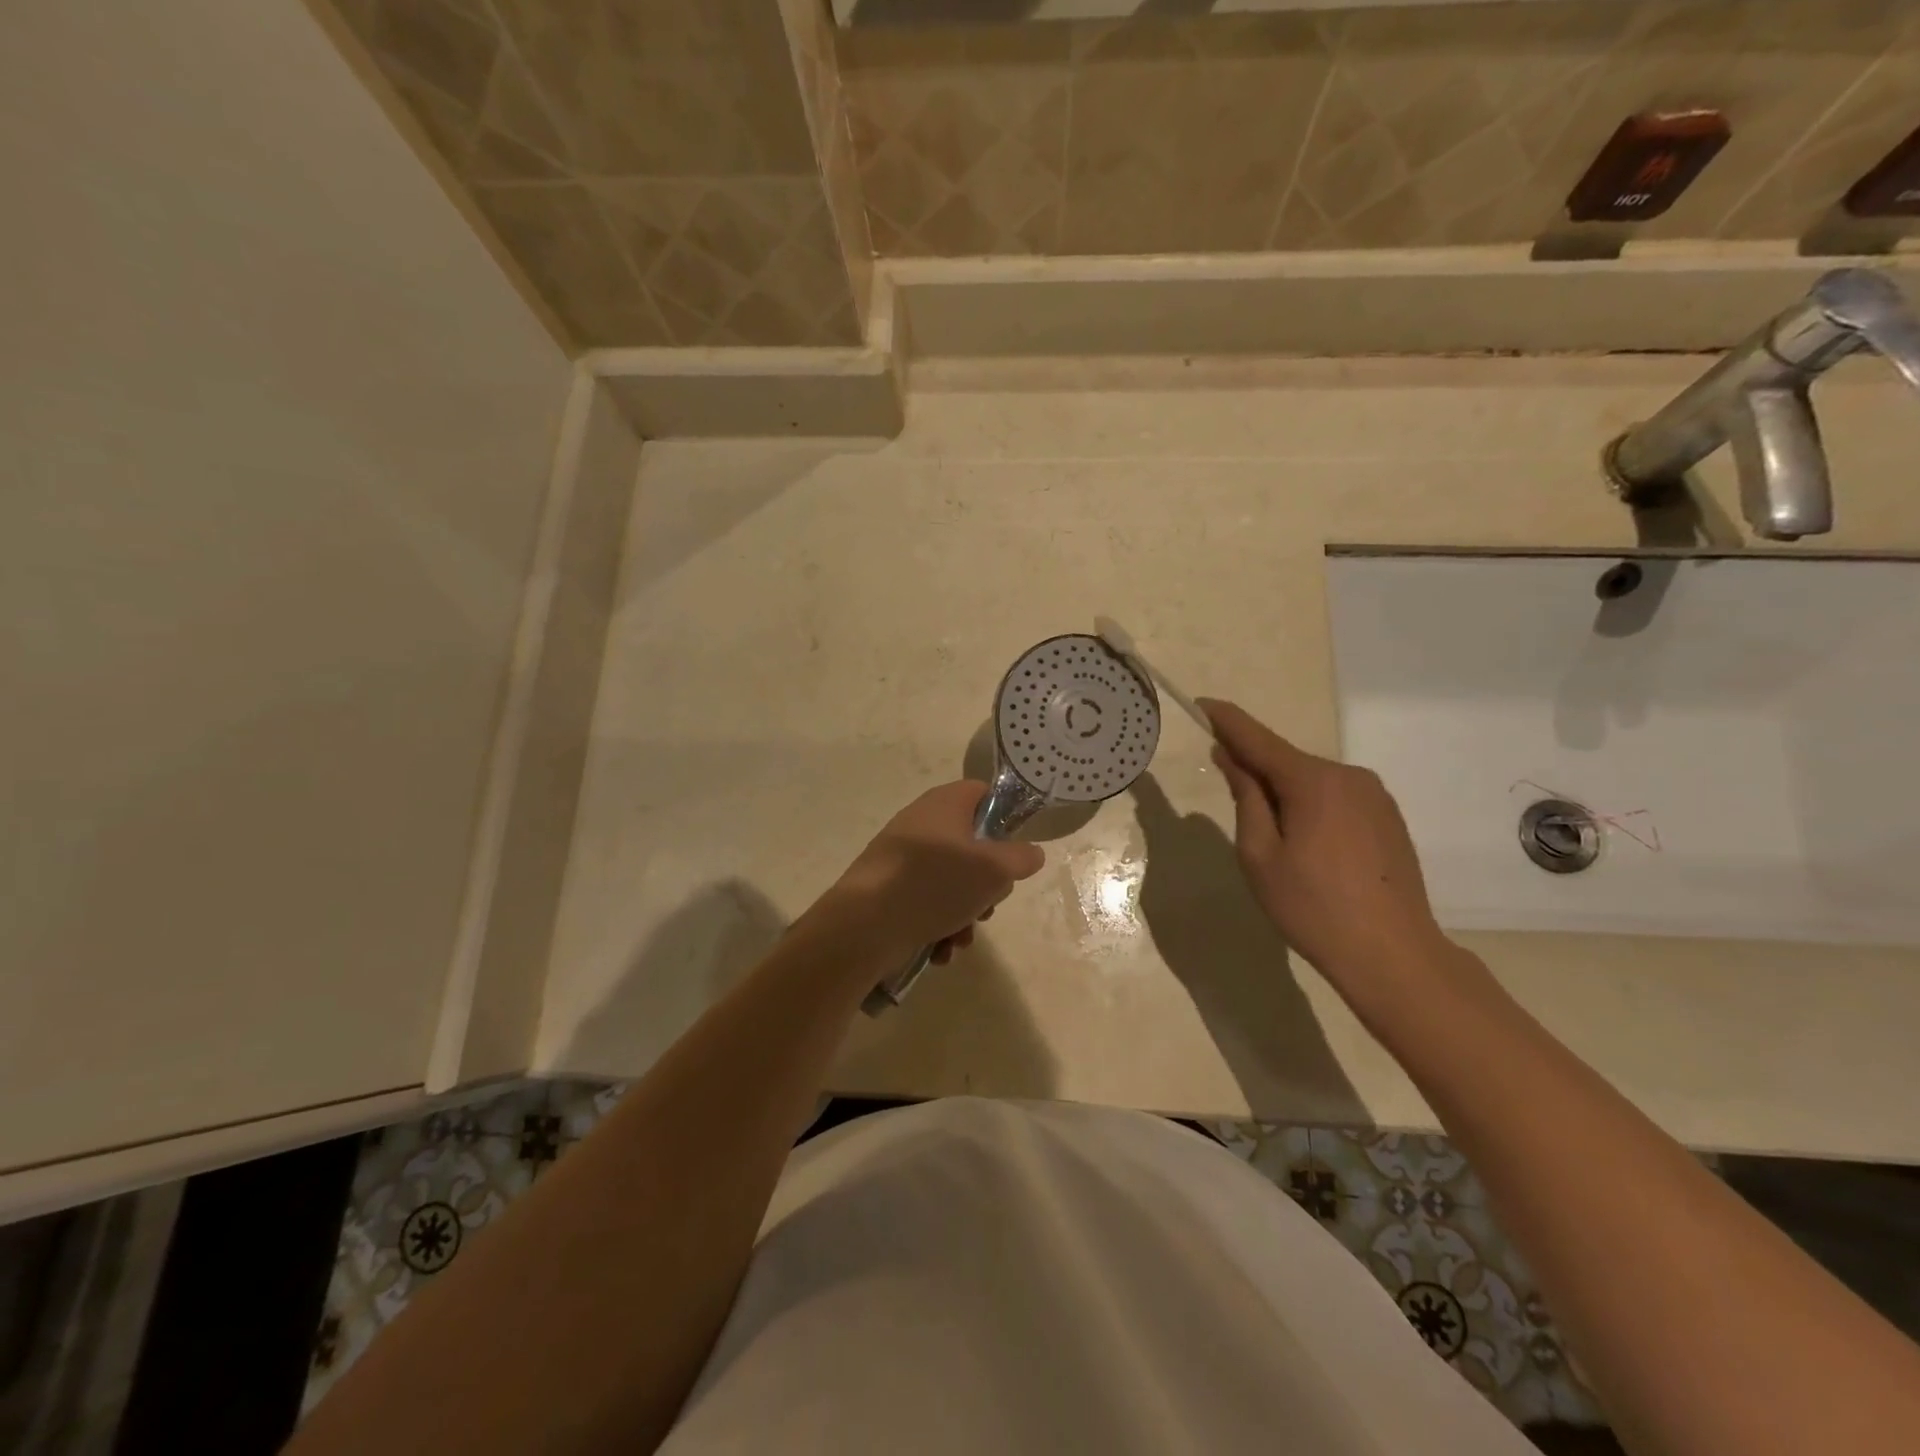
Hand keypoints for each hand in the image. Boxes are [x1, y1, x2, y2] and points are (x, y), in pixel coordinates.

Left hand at [831, 781, 1045, 962]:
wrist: (864, 925)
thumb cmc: (935, 884)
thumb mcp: (993, 869)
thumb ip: (1021, 858)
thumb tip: (1030, 853)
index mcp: (945, 803)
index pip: (984, 794)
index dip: (1005, 819)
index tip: (1014, 851)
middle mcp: (922, 823)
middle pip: (972, 846)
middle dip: (986, 884)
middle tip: (987, 904)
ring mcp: (903, 857)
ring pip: (952, 882)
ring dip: (965, 913)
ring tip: (961, 937)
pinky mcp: (889, 889)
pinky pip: (927, 902)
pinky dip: (939, 925)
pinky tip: (940, 949)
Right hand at [1199, 698, 1455, 997]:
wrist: (1393, 954)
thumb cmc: (1312, 907)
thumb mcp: (1260, 855)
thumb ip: (1246, 798)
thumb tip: (1231, 757)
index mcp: (1313, 781)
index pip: (1259, 739)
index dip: (1228, 722)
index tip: (1202, 705)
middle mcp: (1349, 776)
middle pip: (1287, 761)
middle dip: (1255, 767)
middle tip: (1228, 791)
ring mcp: (1375, 796)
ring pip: (1312, 781)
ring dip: (1284, 792)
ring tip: (1271, 837)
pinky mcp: (1388, 817)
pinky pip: (1335, 797)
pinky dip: (1310, 806)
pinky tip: (1307, 845)